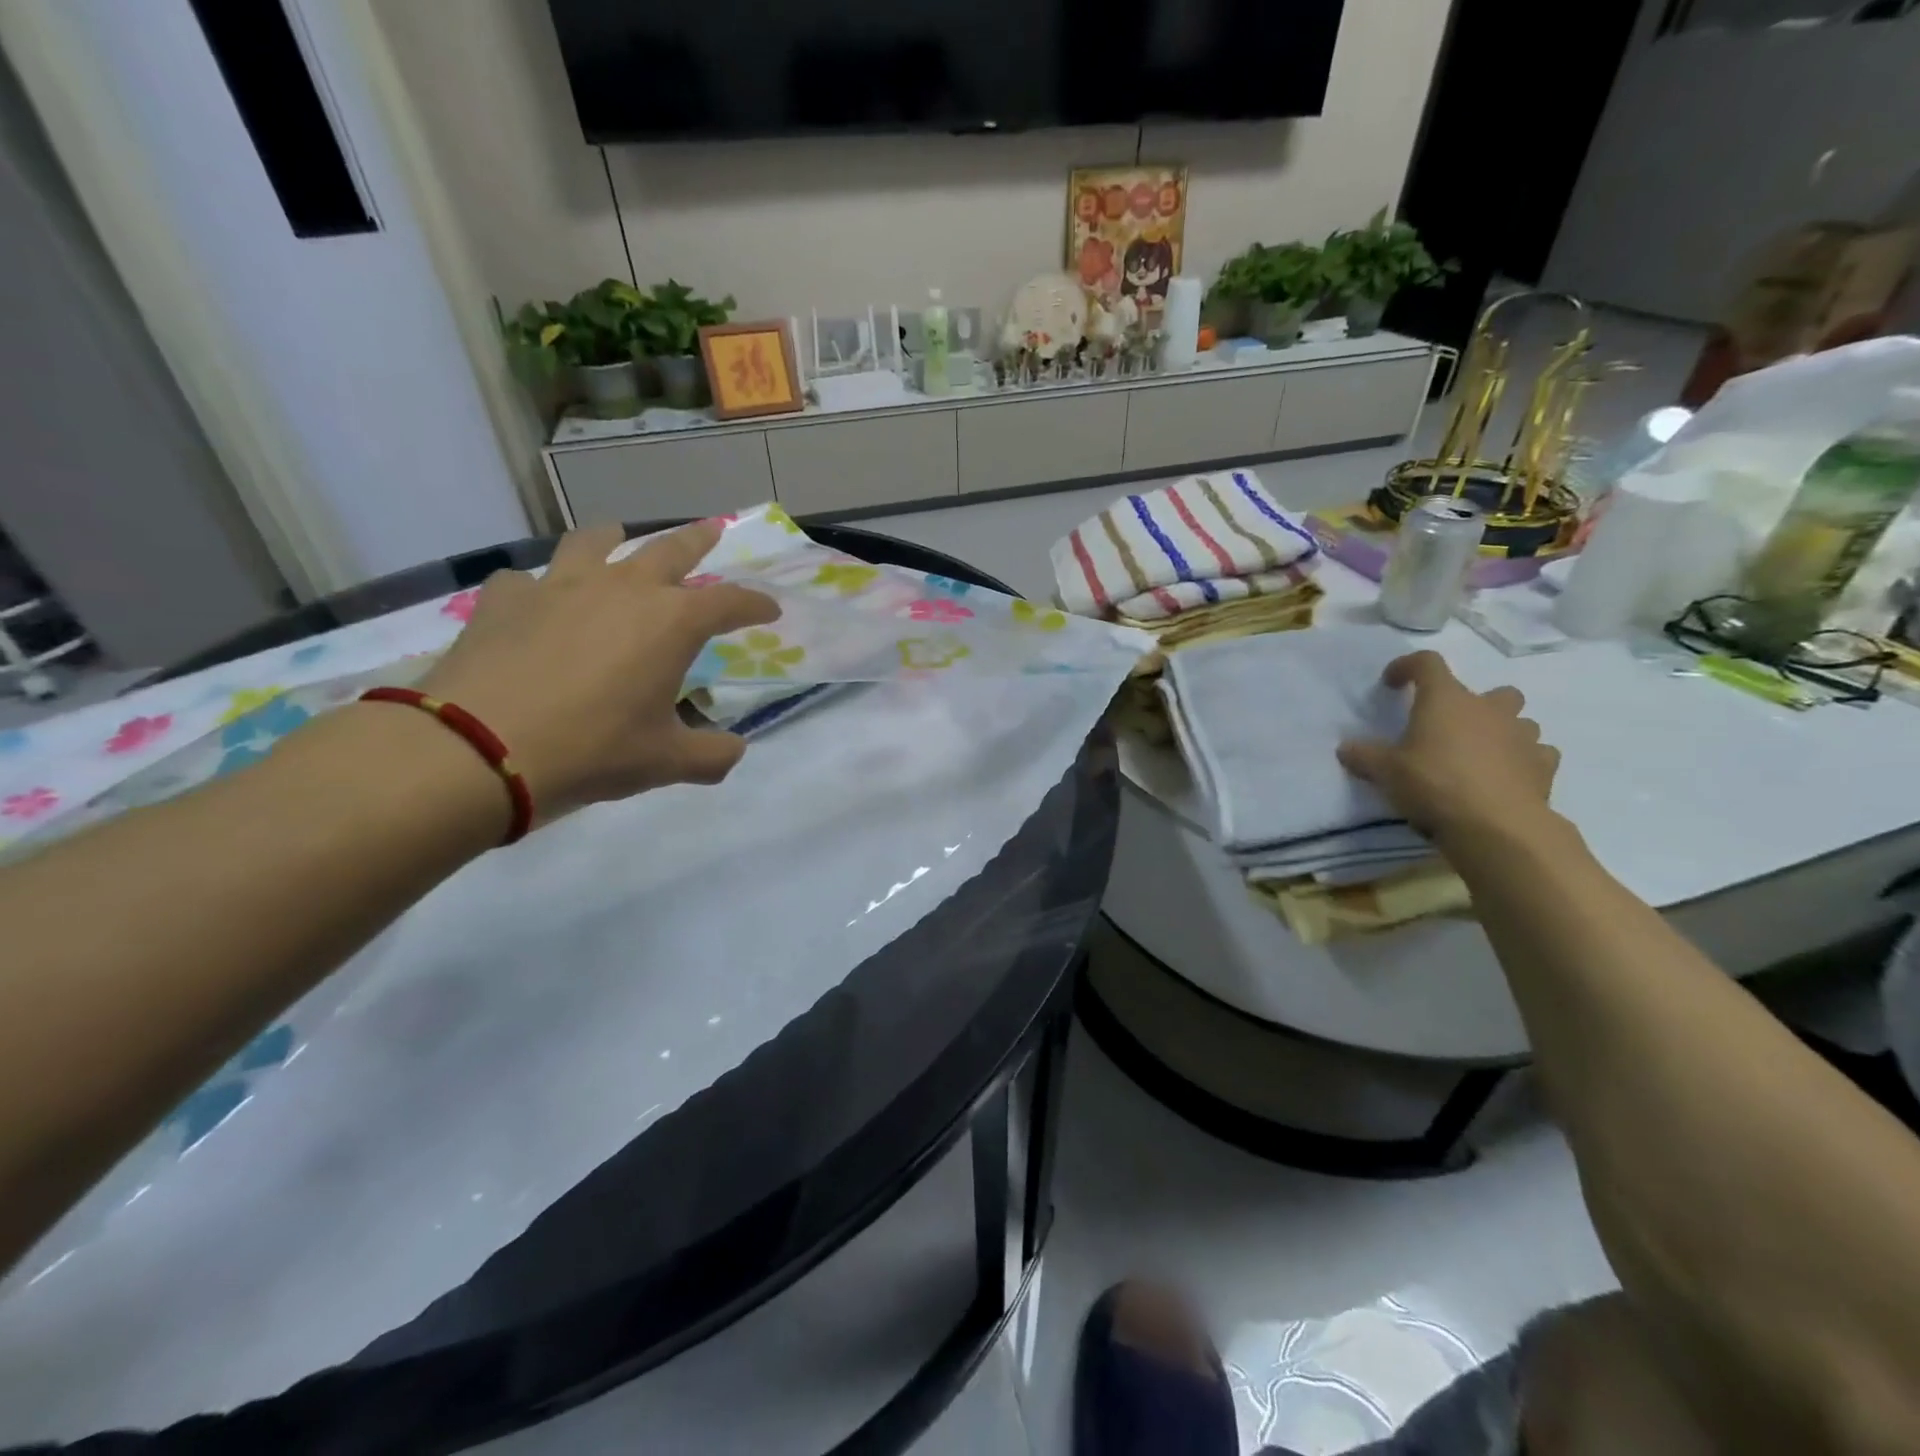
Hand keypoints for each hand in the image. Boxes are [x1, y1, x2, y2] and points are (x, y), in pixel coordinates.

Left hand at [413, 520, 778, 818]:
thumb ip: (711, 755)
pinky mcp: (505, 599)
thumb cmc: (593, 749)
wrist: (480, 748)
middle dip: (697, 540)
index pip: (729, 602)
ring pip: (594, 542)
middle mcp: (622, 589)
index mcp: (671, 622)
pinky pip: (527, 580)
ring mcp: (559, 586)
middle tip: (711, 530)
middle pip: (669, 549)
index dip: (755, 605)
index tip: (770, 610)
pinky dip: (539, 587)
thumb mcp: (666, 762)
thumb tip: (734, 751)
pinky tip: (535, 601)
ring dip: (613, 537)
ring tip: (616, 534)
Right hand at [1337, 651, 1559, 844]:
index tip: (1392, 683)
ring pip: (1519, 721)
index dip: (1407, 667)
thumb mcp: (1385, 772)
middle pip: (1490, 691)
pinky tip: (1505, 777)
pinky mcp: (1544, 766)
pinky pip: (1537, 753)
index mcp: (1446, 700)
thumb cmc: (1434, 785)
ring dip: (1501, 731)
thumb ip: (1364, 756)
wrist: (1496, 826)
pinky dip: (1522, 760)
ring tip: (1478, 755)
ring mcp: (1523, 736)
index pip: (1427, 663)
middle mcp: (1489, 709)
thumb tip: (1344, 748)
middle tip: (1449, 729)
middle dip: (1473, 705)